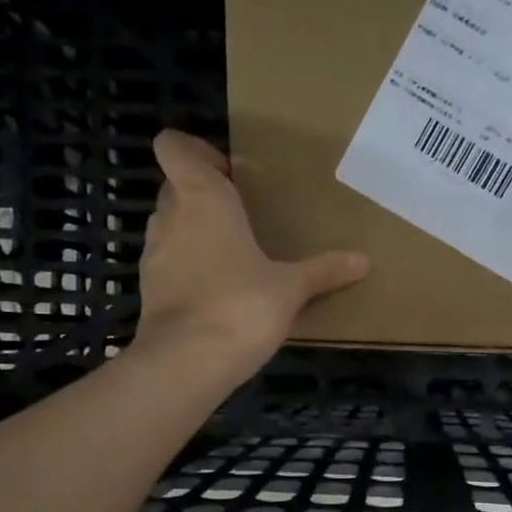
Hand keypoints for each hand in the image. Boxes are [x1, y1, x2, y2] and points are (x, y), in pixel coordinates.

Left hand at [133, 129, 367, 380]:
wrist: (187, 363)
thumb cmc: (241, 306)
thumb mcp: (291, 289)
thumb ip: (323, 271)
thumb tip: (362, 261)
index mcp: (202, 199)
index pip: (174, 148)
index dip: (194, 150)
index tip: (228, 172)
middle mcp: (170, 218)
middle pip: (175, 186)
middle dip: (203, 194)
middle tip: (243, 214)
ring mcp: (153, 255)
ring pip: (170, 225)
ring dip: (194, 231)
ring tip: (233, 254)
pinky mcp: (149, 290)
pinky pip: (168, 263)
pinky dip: (187, 267)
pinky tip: (218, 291)